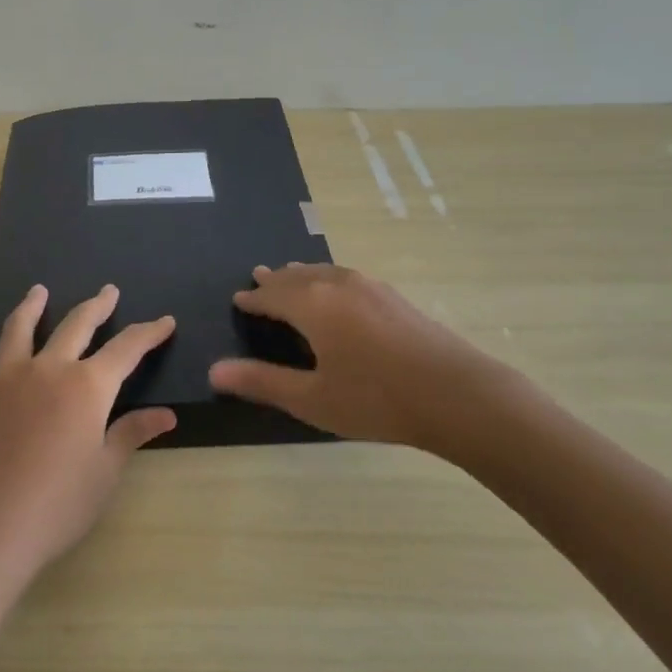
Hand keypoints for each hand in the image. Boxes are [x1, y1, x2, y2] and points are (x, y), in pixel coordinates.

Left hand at [0, 284, 175, 587]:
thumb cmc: (57, 505)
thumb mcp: (105, 473)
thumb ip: (132, 434)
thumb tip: (167, 414)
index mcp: (86, 386)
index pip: (126, 349)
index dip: (148, 333)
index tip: (165, 321)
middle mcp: (46, 369)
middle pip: (76, 325)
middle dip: (96, 306)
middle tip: (108, 291)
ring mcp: (2, 380)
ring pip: (18, 330)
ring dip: (31, 307)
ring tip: (38, 290)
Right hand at [208, 263, 524, 459]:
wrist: (457, 394)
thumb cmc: (376, 399)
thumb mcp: (312, 398)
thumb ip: (262, 382)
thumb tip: (214, 371)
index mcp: (312, 305)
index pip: (271, 295)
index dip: (252, 299)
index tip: (238, 300)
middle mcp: (337, 284)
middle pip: (296, 276)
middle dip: (275, 281)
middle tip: (258, 279)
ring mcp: (369, 286)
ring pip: (323, 272)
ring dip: (301, 276)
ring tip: (290, 277)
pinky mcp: (393, 296)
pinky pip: (345, 278)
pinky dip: (326, 280)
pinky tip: (336, 292)